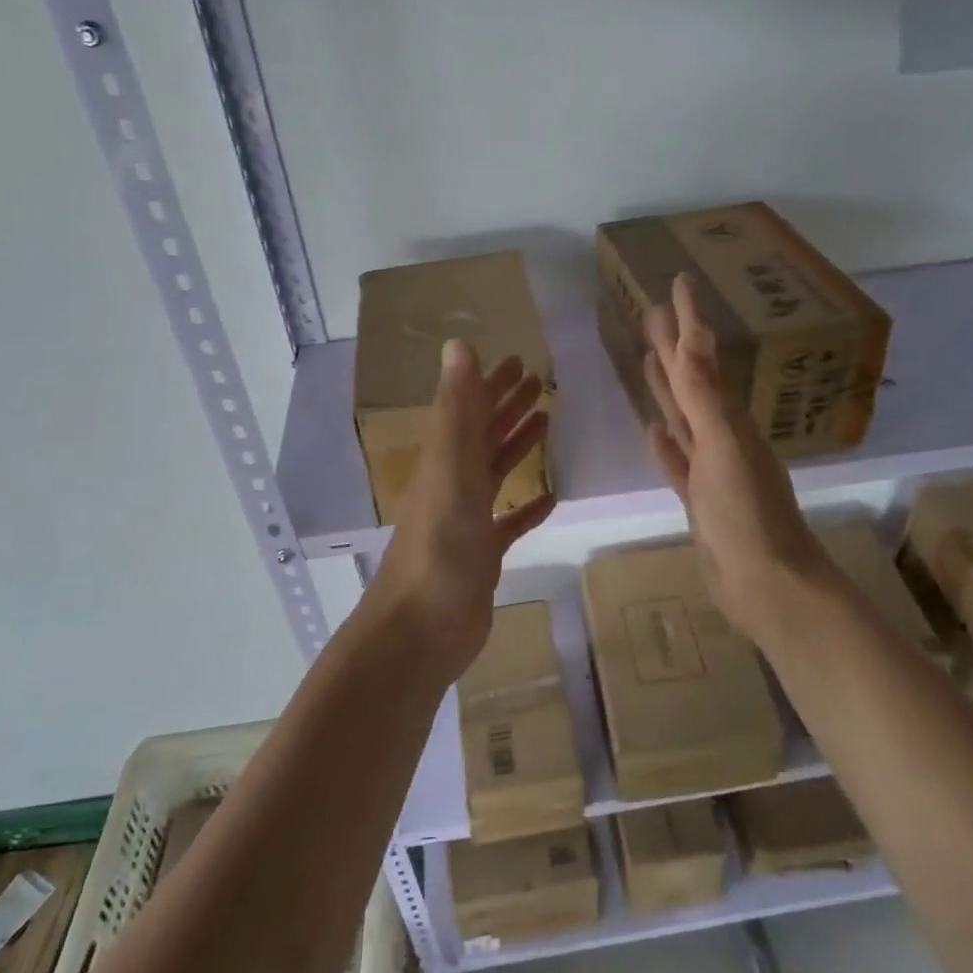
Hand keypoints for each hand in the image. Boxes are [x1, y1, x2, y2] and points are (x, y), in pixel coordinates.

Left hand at [370, 340, 555, 679]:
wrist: (422, 628)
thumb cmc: (440, 545)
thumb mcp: (451, 468)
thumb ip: (458, 409)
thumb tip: (458, 344)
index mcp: (445, 459)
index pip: (470, 409)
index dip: (491, 383)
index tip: (518, 360)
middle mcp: (454, 483)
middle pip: (483, 435)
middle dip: (508, 406)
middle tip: (539, 381)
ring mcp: (467, 521)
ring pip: (495, 472)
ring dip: (517, 445)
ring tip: (547, 421)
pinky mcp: (483, 555)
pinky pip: (509, 522)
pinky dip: (527, 507)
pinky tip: (549, 498)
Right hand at [643, 274, 830, 639]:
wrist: (768, 586)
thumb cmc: (749, 517)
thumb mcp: (724, 449)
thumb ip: (704, 397)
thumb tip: (693, 338)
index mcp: (729, 420)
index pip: (700, 359)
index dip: (688, 321)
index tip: (678, 283)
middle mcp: (722, 436)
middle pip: (690, 381)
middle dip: (673, 346)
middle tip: (652, 312)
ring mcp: (711, 468)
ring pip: (684, 417)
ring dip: (667, 388)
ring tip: (649, 360)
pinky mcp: (700, 499)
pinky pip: (678, 460)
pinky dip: (666, 444)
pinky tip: (654, 429)